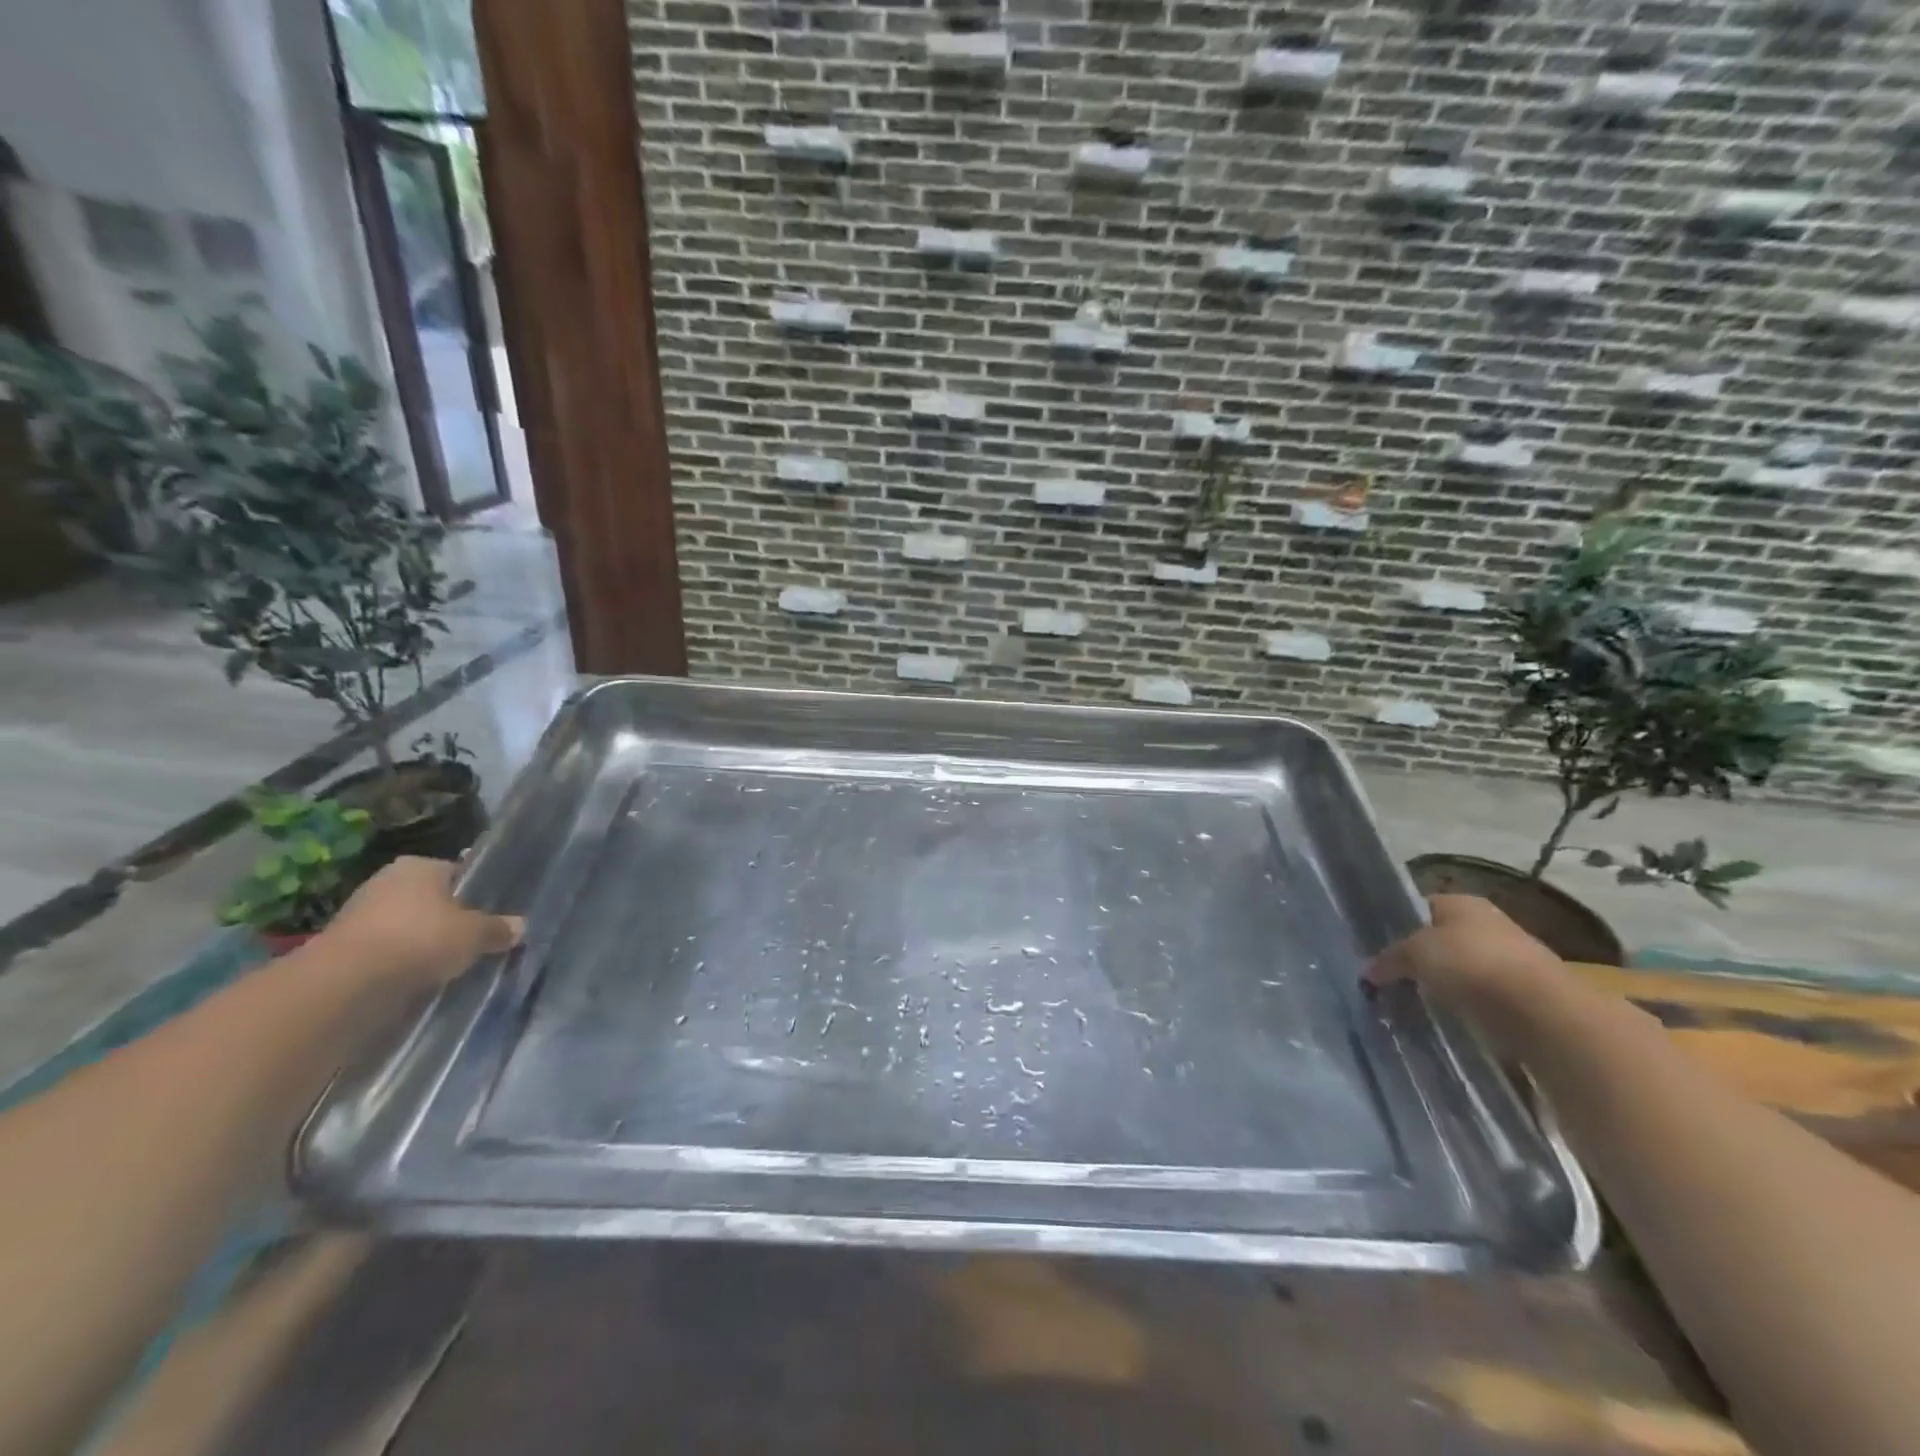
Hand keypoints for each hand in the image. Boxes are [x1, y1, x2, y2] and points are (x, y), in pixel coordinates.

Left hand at [320, 857, 523, 990]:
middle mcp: (387, 880)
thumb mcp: (475, 934)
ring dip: (421, 942)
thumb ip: (498, 928)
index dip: (476, 894)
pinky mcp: (341, 947)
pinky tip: (415, 977)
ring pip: (406, 925)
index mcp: (420, 865)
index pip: (457, 873)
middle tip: (472, 941)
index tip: (490, 916)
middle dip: (448, 919)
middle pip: (430, 900)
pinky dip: (399, 962)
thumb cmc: (420, 939)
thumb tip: (520, 926)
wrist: (346, 982)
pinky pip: (384, 950)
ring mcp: (358, 912)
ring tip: (447, 964)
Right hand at [1368, 895, 1566, 1019]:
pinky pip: (1481, 995)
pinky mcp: (1524, 994)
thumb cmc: (1471, 963)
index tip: (1379, 950)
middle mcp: (1488, 923)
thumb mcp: (1415, 953)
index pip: (1421, 907)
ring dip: (1443, 984)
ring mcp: (1510, 958)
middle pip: (1442, 939)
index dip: (1398, 926)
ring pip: (1462, 968)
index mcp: (1462, 902)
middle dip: (1420, 958)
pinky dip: (1465, 1005)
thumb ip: (1389, 958)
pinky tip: (1447, 1017)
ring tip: (1415, 1002)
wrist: (1543, 1011)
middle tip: (1392, 979)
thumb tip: (1368, 972)